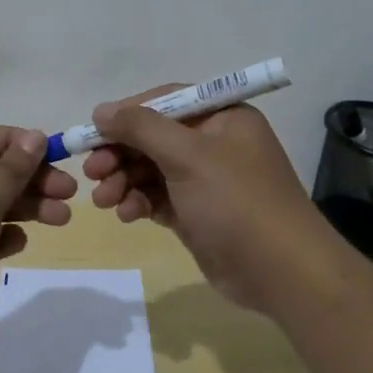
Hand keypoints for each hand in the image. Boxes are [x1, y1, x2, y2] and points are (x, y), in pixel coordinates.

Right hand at [84, 86, 342, 316]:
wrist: (281, 271)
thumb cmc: (236, 201)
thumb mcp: (188, 155)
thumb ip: (141, 128)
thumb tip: (101, 110)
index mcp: (222, 117)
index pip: (165, 101)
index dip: (127, 114)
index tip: (93, 131)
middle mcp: (214, 143)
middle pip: (153, 137)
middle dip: (120, 154)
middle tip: (92, 172)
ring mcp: (205, 180)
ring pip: (151, 170)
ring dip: (124, 181)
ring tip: (104, 200)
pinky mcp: (196, 213)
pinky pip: (158, 198)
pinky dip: (139, 203)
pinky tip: (126, 215)